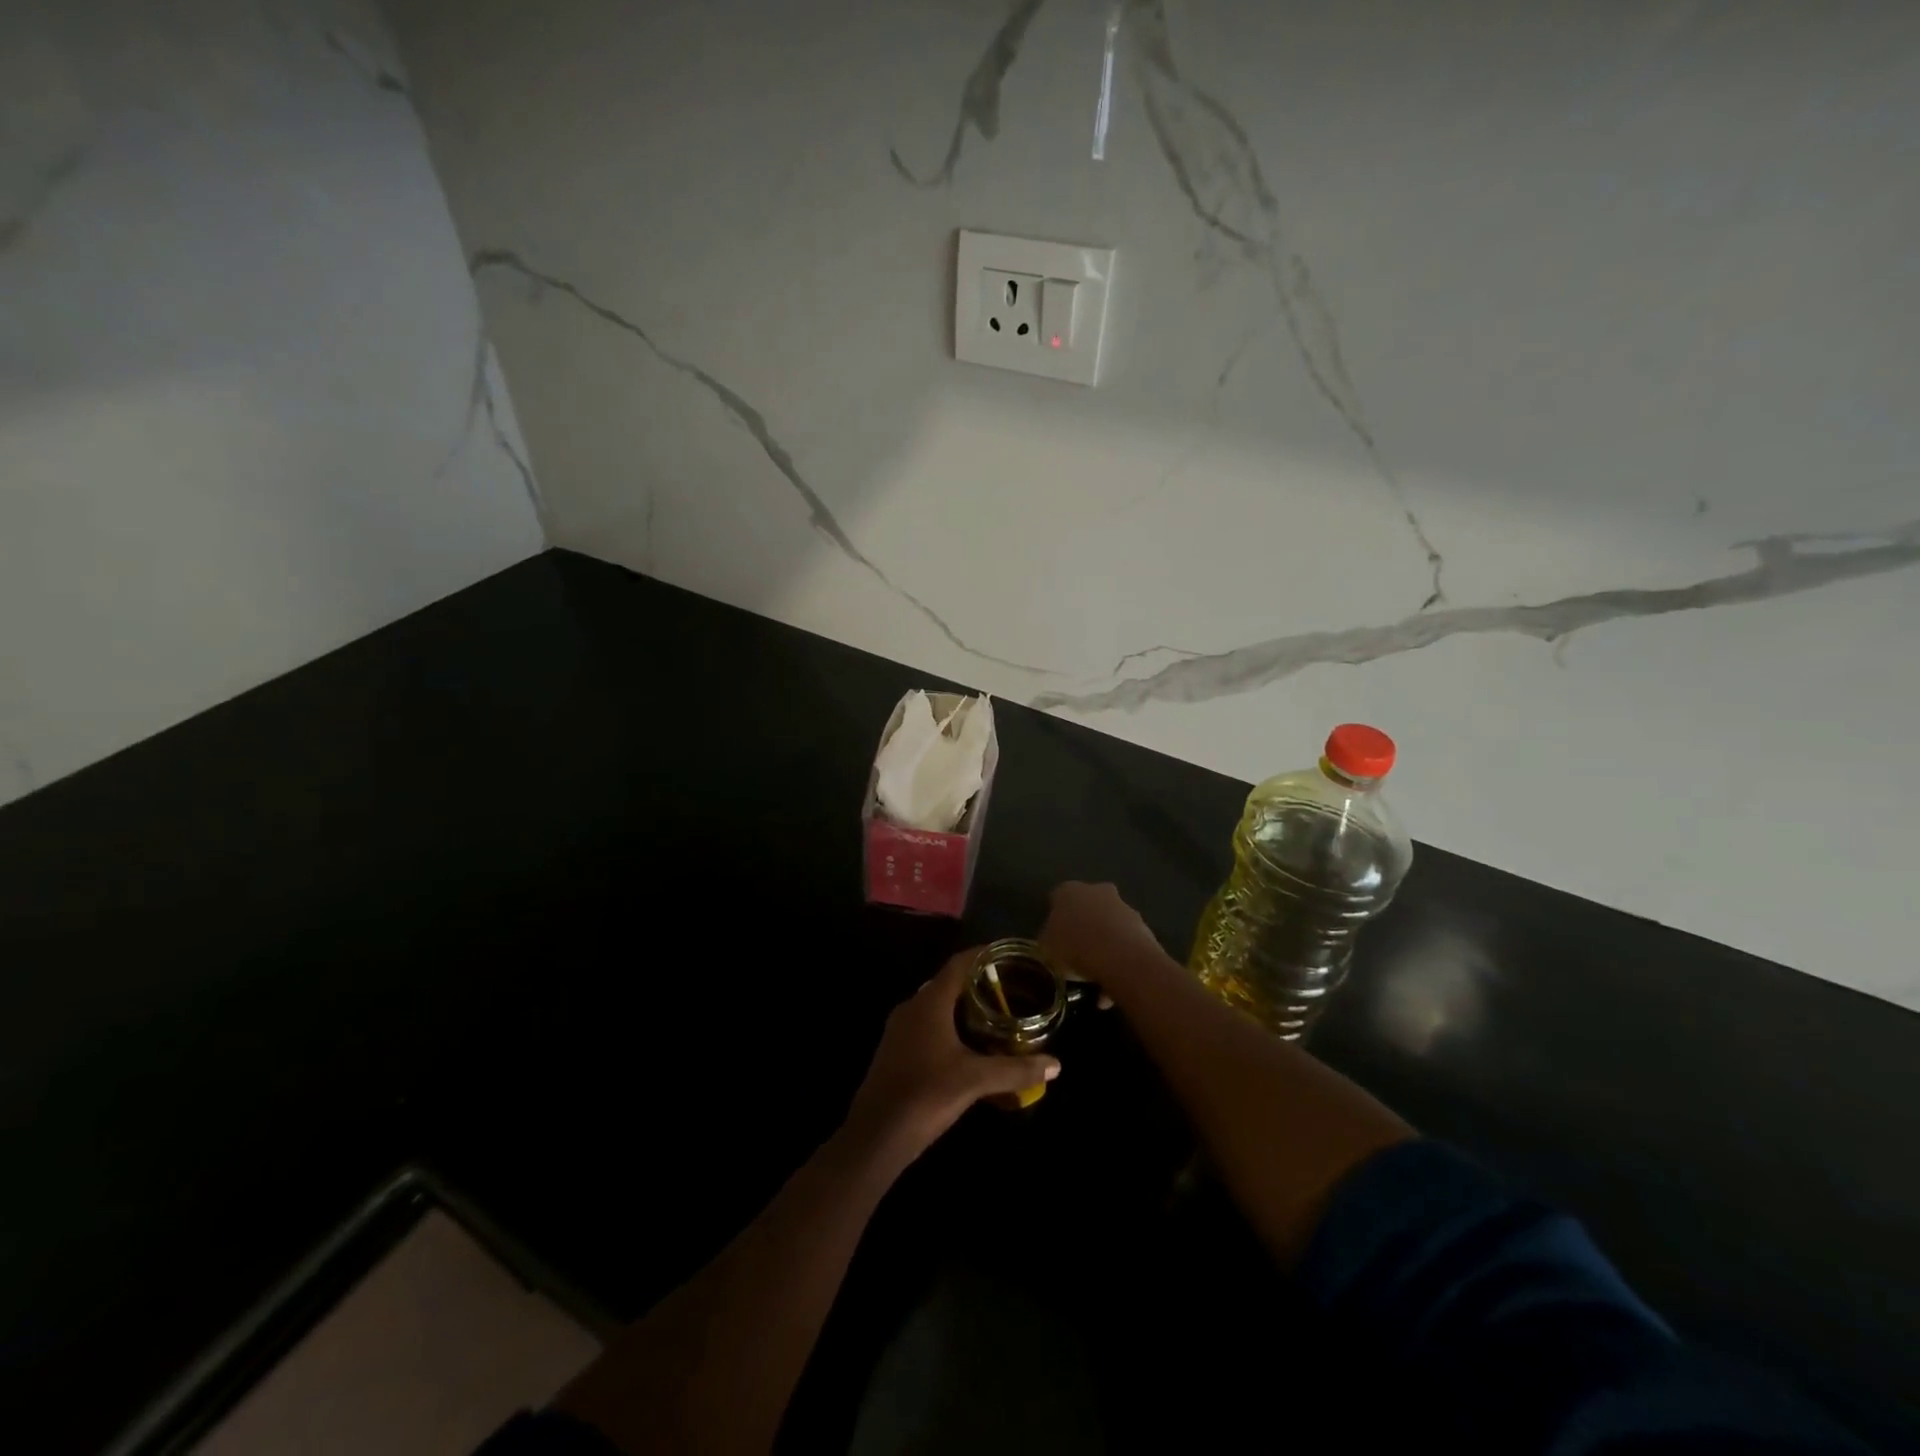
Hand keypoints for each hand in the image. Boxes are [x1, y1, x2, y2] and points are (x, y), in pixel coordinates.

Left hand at [842, 949, 1058, 1166]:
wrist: (875, 1135)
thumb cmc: (926, 1095)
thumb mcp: (975, 1080)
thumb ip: (1016, 1070)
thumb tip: (1056, 1064)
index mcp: (929, 1002)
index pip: (959, 963)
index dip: (984, 955)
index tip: (1010, 956)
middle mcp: (912, 1007)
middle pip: (949, 983)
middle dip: (978, 984)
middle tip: (1010, 990)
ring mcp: (900, 1030)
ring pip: (937, 1007)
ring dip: (964, 1009)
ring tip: (996, 1018)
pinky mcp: (896, 1051)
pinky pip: (928, 1027)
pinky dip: (951, 1028)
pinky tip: (970, 1049)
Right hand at [1039, 882, 1168, 991]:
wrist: (1121, 958)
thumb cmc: (1074, 948)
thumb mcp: (1046, 949)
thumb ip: (1047, 941)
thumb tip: (1051, 941)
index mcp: (1069, 891)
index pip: (1057, 899)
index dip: (1054, 920)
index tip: (1053, 940)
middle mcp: (1097, 891)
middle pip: (1087, 910)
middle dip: (1083, 929)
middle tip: (1075, 955)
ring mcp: (1123, 907)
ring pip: (1109, 929)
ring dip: (1103, 951)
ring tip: (1095, 983)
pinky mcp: (1143, 927)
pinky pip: (1124, 947)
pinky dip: (1118, 966)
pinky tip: (1110, 992)